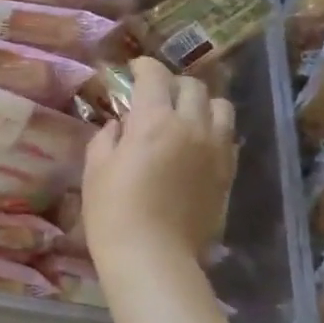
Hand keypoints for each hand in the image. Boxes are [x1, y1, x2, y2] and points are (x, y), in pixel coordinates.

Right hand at [83, 58, 235, 269]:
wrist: (153, 256)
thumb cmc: (113, 211)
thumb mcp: (96, 168)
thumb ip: (108, 137)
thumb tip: (120, 126)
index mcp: (154, 121)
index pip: (155, 75)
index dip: (144, 66)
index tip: (134, 69)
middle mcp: (191, 126)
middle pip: (192, 86)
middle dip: (172, 83)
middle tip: (156, 94)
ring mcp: (215, 150)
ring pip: (220, 107)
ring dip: (201, 103)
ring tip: (184, 115)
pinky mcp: (227, 173)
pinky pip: (228, 137)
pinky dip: (213, 130)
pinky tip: (197, 144)